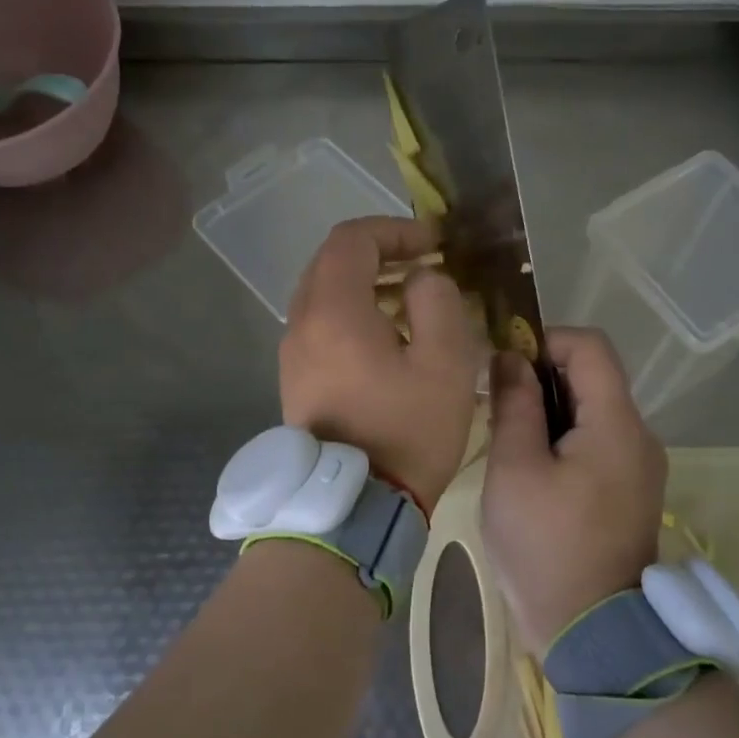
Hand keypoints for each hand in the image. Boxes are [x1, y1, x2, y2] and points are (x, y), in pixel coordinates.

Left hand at [280, 217, 480, 510]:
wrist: (355, 507)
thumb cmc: (407, 431)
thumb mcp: (446, 362)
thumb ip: (438, 302)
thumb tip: (421, 280)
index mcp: (333, 311)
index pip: (353, 240)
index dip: (396, 230)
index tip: (434, 244)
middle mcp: (301, 324)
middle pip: (332, 262)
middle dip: (381, 253)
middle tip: (424, 265)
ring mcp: (293, 354)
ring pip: (324, 294)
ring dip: (367, 284)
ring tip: (413, 300)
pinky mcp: (296, 380)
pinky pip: (321, 325)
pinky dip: (353, 313)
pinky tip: (388, 337)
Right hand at [483, 329, 666, 650]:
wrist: (594, 634)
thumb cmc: (547, 548)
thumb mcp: (515, 471)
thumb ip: (514, 405)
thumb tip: (511, 358)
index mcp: (617, 424)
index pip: (590, 346)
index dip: (544, 341)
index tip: (505, 369)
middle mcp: (640, 437)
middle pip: (593, 378)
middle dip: (542, 380)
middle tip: (498, 410)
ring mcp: (641, 467)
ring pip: (594, 412)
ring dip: (551, 412)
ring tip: (510, 445)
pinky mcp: (632, 492)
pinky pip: (599, 444)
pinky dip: (566, 441)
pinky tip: (534, 473)